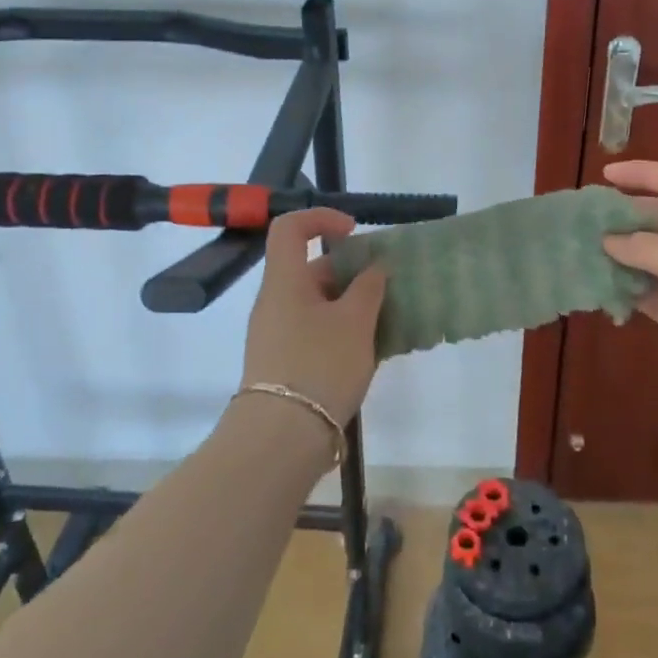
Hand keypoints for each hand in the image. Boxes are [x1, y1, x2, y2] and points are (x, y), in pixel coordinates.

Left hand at [240, 208, 387, 425]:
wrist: (281, 438)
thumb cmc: (319, 365)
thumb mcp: (355, 322)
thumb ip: (369, 287)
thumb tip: (374, 267)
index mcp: (285, 280)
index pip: (291, 227)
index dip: (323, 219)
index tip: (355, 233)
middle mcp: (274, 301)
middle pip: (309, 268)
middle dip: (349, 272)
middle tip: (383, 289)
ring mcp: (274, 334)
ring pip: (315, 303)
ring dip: (349, 305)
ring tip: (383, 324)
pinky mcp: (281, 363)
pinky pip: (312, 331)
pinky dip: (339, 331)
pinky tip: (367, 353)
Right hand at [600, 161, 657, 403]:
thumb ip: (641, 245)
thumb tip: (609, 240)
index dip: (643, 173)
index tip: (606, 174)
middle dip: (624, 216)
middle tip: (586, 219)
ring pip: (649, 256)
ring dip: (619, 254)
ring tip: (583, 251)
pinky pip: (647, 291)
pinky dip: (625, 288)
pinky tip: (598, 287)